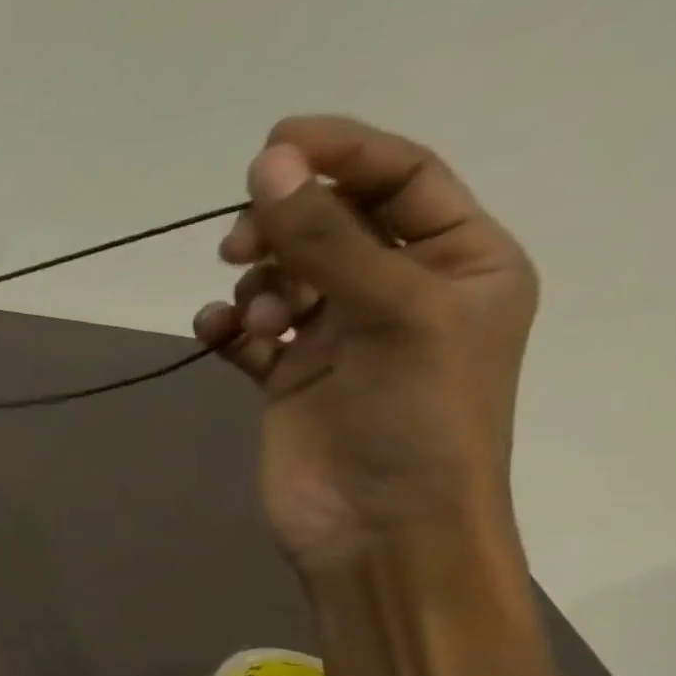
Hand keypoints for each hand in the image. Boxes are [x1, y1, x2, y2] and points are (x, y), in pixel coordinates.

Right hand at [194, 116, 556, 675]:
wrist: (378, 531)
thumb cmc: (414, 420)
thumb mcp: (388, 315)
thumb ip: (324, 238)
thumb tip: (266, 164)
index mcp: (459, 264)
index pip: (401, 181)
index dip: (341, 154)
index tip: (272, 144)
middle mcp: (398, 292)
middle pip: (330, 225)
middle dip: (282, 226)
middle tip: (239, 244)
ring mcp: (337, 337)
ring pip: (282, 276)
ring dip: (256, 283)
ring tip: (250, 315)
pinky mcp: (286, 377)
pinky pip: (247, 332)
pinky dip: (226, 327)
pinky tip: (215, 336)